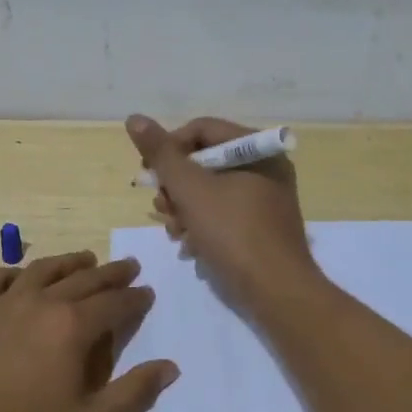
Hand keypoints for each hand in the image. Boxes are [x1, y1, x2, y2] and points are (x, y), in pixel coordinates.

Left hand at [0, 251, 178, 411]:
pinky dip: (15, 272)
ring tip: (86, 259)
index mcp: (73, 326)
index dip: (135, 298)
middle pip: (84, 279)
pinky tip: (22, 278)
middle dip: (112, 273)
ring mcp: (5, 302)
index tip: (147, 293)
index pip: (114, 303)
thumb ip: (134, 393)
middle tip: (129, 267)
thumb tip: (170, 367)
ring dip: (70, 262)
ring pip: (44, 269)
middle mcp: (42, 302)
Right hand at [127, 114, 319, 310]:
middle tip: (162, 208)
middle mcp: (265, 167)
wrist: (277, 292)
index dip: (169, 148)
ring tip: (176, 232)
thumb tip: (134, 118)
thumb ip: (161, 154)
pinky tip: (190, 246)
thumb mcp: (190, 189)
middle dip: (176, 186)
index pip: (201, 129)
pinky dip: (202, 225)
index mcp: (257, 148)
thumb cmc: (233, 233)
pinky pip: (223, 213)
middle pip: (204, 161)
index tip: (149, 174)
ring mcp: (265, 198)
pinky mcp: (261, 226)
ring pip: (210, 190)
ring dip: (185, 209)